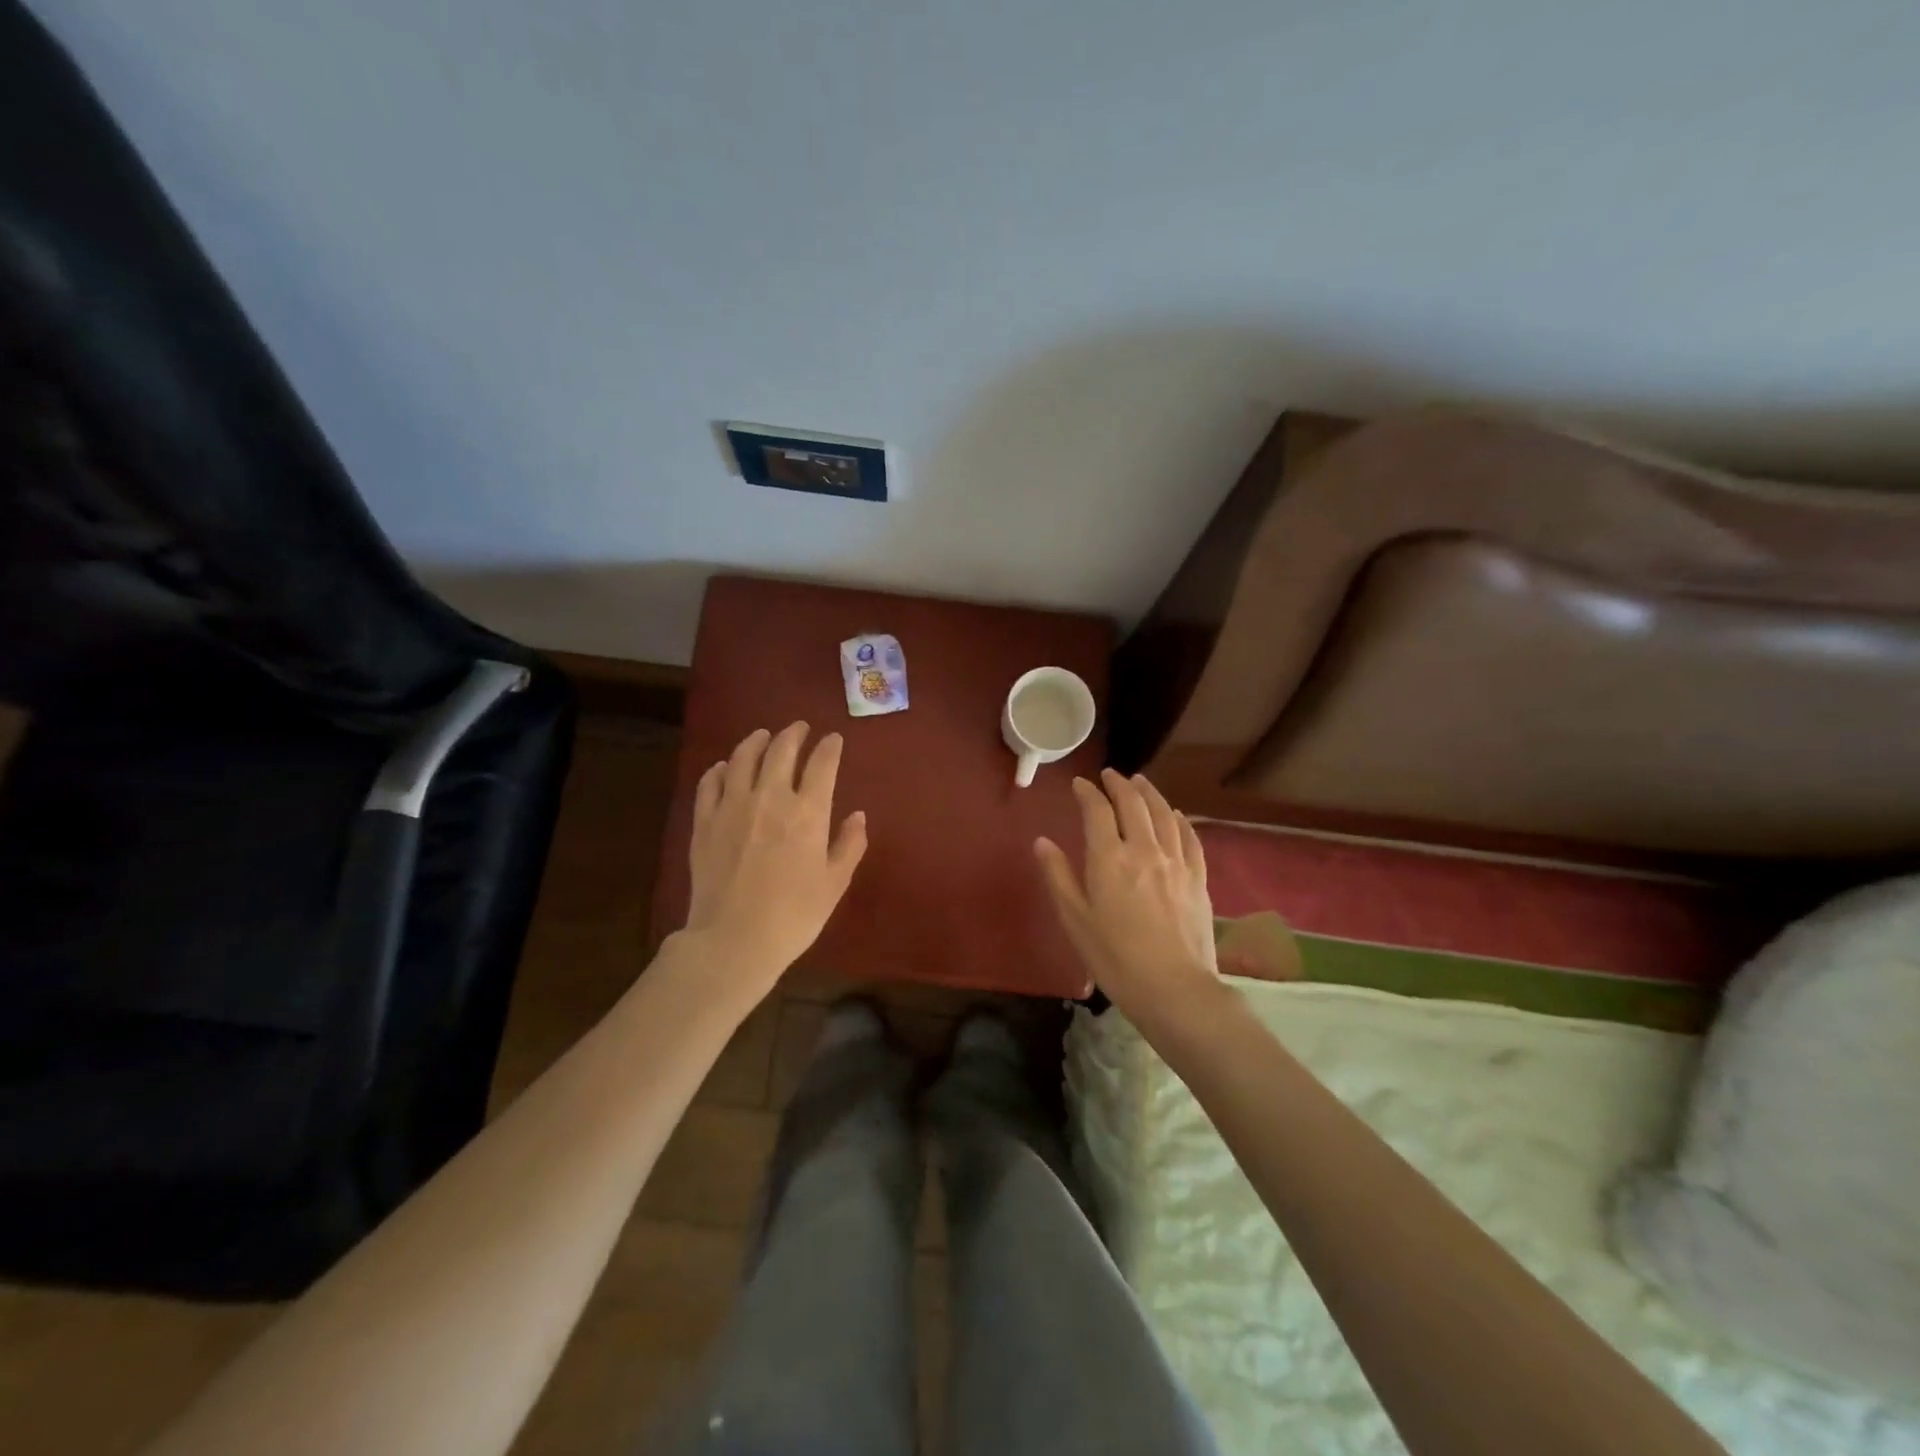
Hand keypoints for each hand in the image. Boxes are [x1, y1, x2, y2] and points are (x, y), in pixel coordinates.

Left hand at [682, 722, 867, 1001]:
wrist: (734, 940)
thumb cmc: (794, 915)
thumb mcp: (834, 883)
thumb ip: (849, 845)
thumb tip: (857, 815)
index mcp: (808, 812)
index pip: (822, 764)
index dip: (829, 747)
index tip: (833, 739)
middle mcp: (770, 797)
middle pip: (781, 750)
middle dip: (794, 734)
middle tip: (800, 728)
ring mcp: (732, 806)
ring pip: (742, 758)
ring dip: (756, 741)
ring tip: (763, 736)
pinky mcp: (704, 821)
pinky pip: (710, 783)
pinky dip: (719, 769)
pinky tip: (724, 767)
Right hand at [1035, 768, 1217, 1019]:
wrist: (1174, 989)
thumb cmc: (1114, 958)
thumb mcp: (1075, 919)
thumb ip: (1058, 876)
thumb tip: (1042, 841)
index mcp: (1109, 858)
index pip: (1097, 811)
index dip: (1087, 793)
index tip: (1080, 784)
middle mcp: (1144, 850)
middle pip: (1133, 804)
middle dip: (1119, 784)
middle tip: (1110, 775)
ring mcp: (1176, 862)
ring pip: (1164, 814)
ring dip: (1150, 793)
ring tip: (1140, 782)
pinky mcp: (1198, 878)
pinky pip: (1190, 838)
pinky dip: (1180, 820)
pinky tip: (1176, 815)